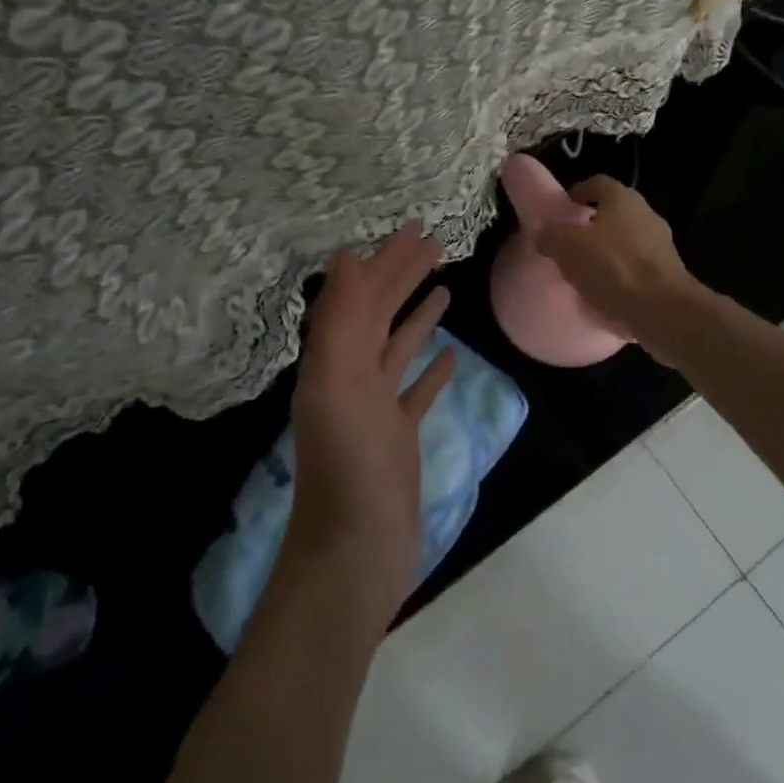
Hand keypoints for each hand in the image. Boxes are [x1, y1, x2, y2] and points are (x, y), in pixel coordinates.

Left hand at [286, 225, 455, 617]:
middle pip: (380, 314)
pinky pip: (415, 391)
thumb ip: (339, 320)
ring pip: (397, 347)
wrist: (356, 553)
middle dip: (404, 276)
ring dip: (417, 313)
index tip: (414, 228)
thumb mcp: (336, 384)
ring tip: (445, 286)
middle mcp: (350, 377)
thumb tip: (345, 255)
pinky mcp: (398, 437)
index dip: (386, 261)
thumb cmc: (351, 467)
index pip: (362, 296)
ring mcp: (375, 408)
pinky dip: (430, 368)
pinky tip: (450, 354)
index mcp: (334, 361)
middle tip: (437, 243)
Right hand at [535, 177, 701, 361]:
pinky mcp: (669, 273)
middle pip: (613, 213)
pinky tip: (606, 295)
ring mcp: (662, 244)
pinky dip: (622, 276)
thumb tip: (545, 234)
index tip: (563, 209)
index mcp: (622, 198)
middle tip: (570, 244)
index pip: (596, 183)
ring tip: (585, 273)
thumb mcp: (567, 247)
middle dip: (592, 226)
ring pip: (626, 241)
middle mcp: (646, 213)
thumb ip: (551, 236)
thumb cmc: (612, 267)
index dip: (577, 193)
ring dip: (607, 253)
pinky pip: (637, 268)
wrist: (662, 310)